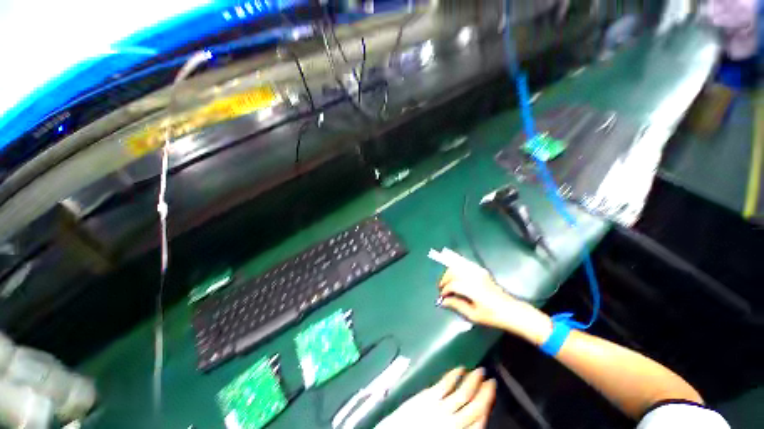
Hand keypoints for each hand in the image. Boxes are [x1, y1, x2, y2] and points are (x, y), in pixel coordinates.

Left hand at [376, 367, 495, 428]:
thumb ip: (458, 427)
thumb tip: (471, 419)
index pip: (479, 420)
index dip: (487, 405)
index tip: (491, 392)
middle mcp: (453, 422)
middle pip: (474, 406)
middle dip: (484, 392)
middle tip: (490, 379)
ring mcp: (441, 408)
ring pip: (462, 393)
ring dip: (473, 381)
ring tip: (479, 371)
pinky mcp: (428, 397)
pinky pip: (445, 384)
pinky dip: (454, 375)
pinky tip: (459, 368)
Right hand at [438, 268, 551, 343]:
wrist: (511, 311)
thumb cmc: (492, 316)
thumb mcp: (473, 315)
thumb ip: (456, 305)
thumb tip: (443, 301)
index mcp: (472, 288)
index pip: (452, 284)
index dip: (445, 290)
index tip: (442, 297)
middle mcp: (474, 277)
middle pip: (453, 272)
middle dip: (445, 279)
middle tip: (442, 288)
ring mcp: (478, 273)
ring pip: (458, 266)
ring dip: (450, 273)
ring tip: (448, 282)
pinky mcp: (481, 272)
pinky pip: (465, 265)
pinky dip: (457, 269)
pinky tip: (456, 276)